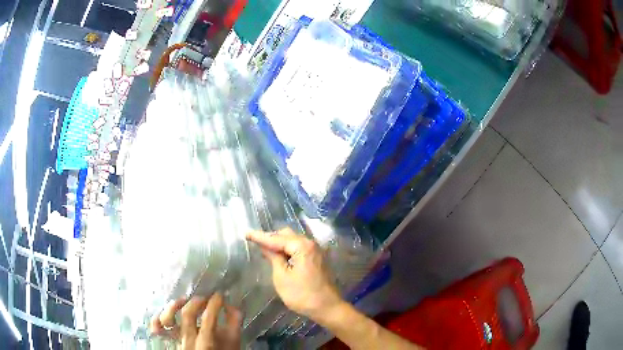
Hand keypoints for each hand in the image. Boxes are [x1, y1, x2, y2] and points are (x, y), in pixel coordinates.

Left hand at [150, 293, 241, 349]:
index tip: (220, 295)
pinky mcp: (170, 339)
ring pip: (168, 319)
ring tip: (184, 300)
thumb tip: (231, 305)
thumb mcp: (234, 342)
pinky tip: (166, 313)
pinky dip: (157, 319)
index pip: (208, 319)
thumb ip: (234, 323)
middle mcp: (188, 340)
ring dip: (174, 305)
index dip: (214, 304)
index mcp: (207, 343)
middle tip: (205, 297)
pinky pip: (157, 328)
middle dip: (197, 301)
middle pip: (187, 315)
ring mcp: (176, 340)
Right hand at [246, 229, 343, 321]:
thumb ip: (273, 258)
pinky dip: (288, 249)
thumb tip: (265, 246)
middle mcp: (311, 244)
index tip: (246, 233)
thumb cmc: (302, 295)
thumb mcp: (282, 277)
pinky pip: (300, 248)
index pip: (276, 238)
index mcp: (302, 246)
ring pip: (294, 240)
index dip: (260, 237)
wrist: (328, 308)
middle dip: (270, 238)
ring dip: (279, 243)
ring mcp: (316, 251)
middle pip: (287, 235)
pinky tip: (279, 256)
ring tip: (265, 249)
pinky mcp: (317, 258)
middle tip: (255, 243)